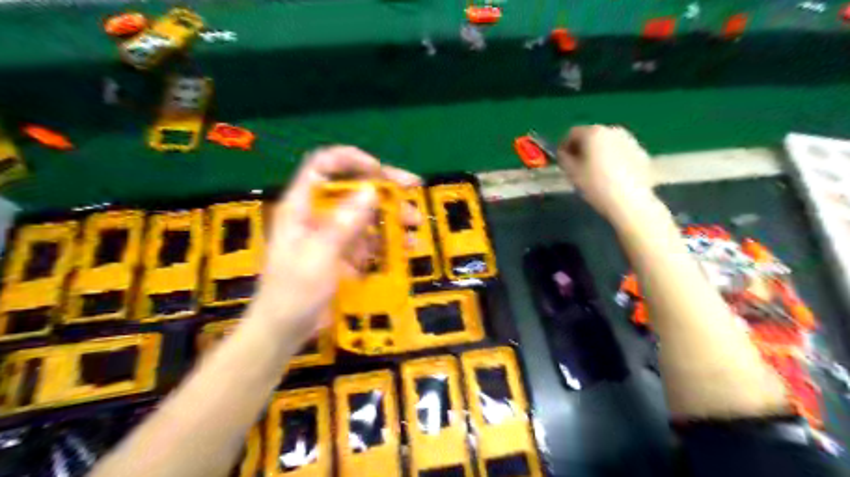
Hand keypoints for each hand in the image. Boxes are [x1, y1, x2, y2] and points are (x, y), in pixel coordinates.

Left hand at [247, 145, 418, 342]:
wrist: (284, 331)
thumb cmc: (293, 294)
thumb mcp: (318, 257)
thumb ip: (343, 224)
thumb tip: (371, 190)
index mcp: (301, 207)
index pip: (321, 167)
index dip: (349, 160)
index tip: (378, 170)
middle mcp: (318, 215)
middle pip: (352, 189)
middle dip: (384, 189)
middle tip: (414, 189)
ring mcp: (333, 235)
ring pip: (366, 215)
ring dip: (392, 217)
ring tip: (416, 226)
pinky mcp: (344, 254)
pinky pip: (370, 240)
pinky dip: (388, 242)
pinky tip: (406, 248)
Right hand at [558, 123, 656, 217]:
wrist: (630, 201)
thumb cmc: (595, 185)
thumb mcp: (571, 172)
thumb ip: (563, 158)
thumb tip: (564, 153)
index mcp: (593, 132)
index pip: (572, 133)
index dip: (564, 146)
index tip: (562, 160)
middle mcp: (612, 130)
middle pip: (591, 135)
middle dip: (582, 148)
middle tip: (577, 167)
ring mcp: (629, 140)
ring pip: (606, 143)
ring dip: (598, 153)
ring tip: (595, 172)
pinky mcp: (640, 152)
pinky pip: (620, 151)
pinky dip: (612, 159)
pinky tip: (611, 176)